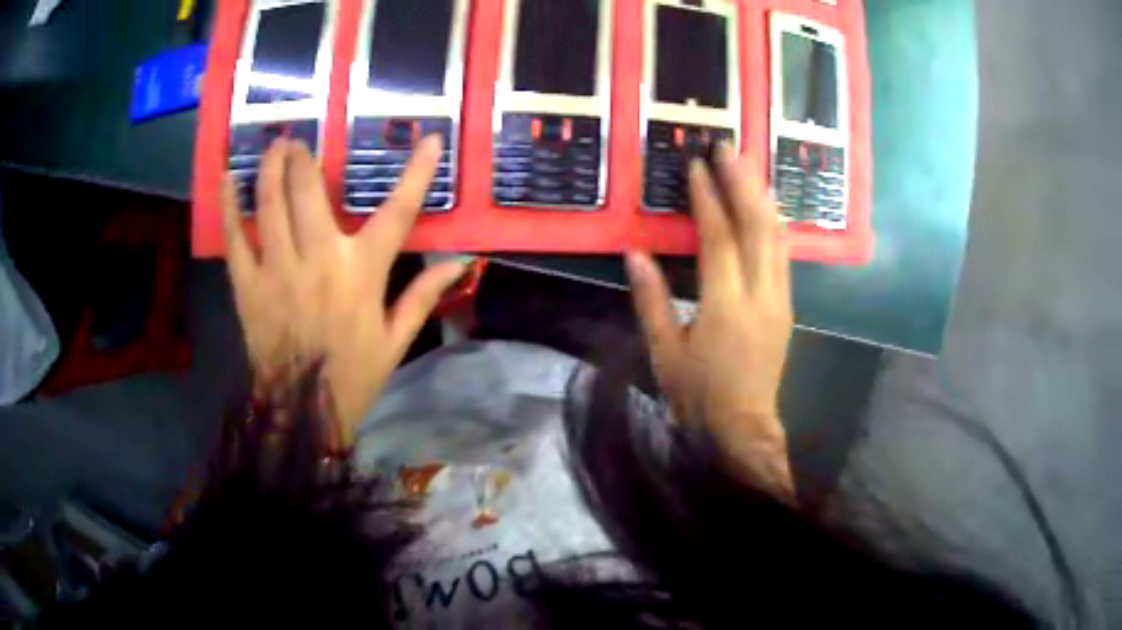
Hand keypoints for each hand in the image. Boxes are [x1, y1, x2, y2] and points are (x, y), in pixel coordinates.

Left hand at [222, 135, 467, 443]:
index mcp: (362, 273)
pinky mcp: (248, 287)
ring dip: (271, 168)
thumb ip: (424, 295)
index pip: (398, 212)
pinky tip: (227, 179)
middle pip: (310, 192)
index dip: (418, 173)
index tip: (430, 139)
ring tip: (274, 146)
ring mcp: (278, 271)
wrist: (303, 412)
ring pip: (270, 205)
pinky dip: (229, 207)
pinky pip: (234, 239)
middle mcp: (318, 260)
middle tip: (300, 141)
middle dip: (304, 159)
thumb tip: (462, 263)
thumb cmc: (353, 376)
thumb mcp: (397, 339)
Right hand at [626, 143, 793, 496]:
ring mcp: (780, 300)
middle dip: (742, 183)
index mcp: (725, 307)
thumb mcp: (664, 351)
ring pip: (776, 237)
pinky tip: (768, 206)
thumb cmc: (697, 395)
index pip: (719, 240)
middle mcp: (760, 296)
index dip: (707, 199)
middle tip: (729, 147)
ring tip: (750, 165)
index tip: (697, 166)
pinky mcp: (787, 306)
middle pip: (756, 228)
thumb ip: (650, 299)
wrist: (742, 428)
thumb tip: (634, 252)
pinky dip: (774, 224)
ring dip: (762, 197)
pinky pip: (783, 255)